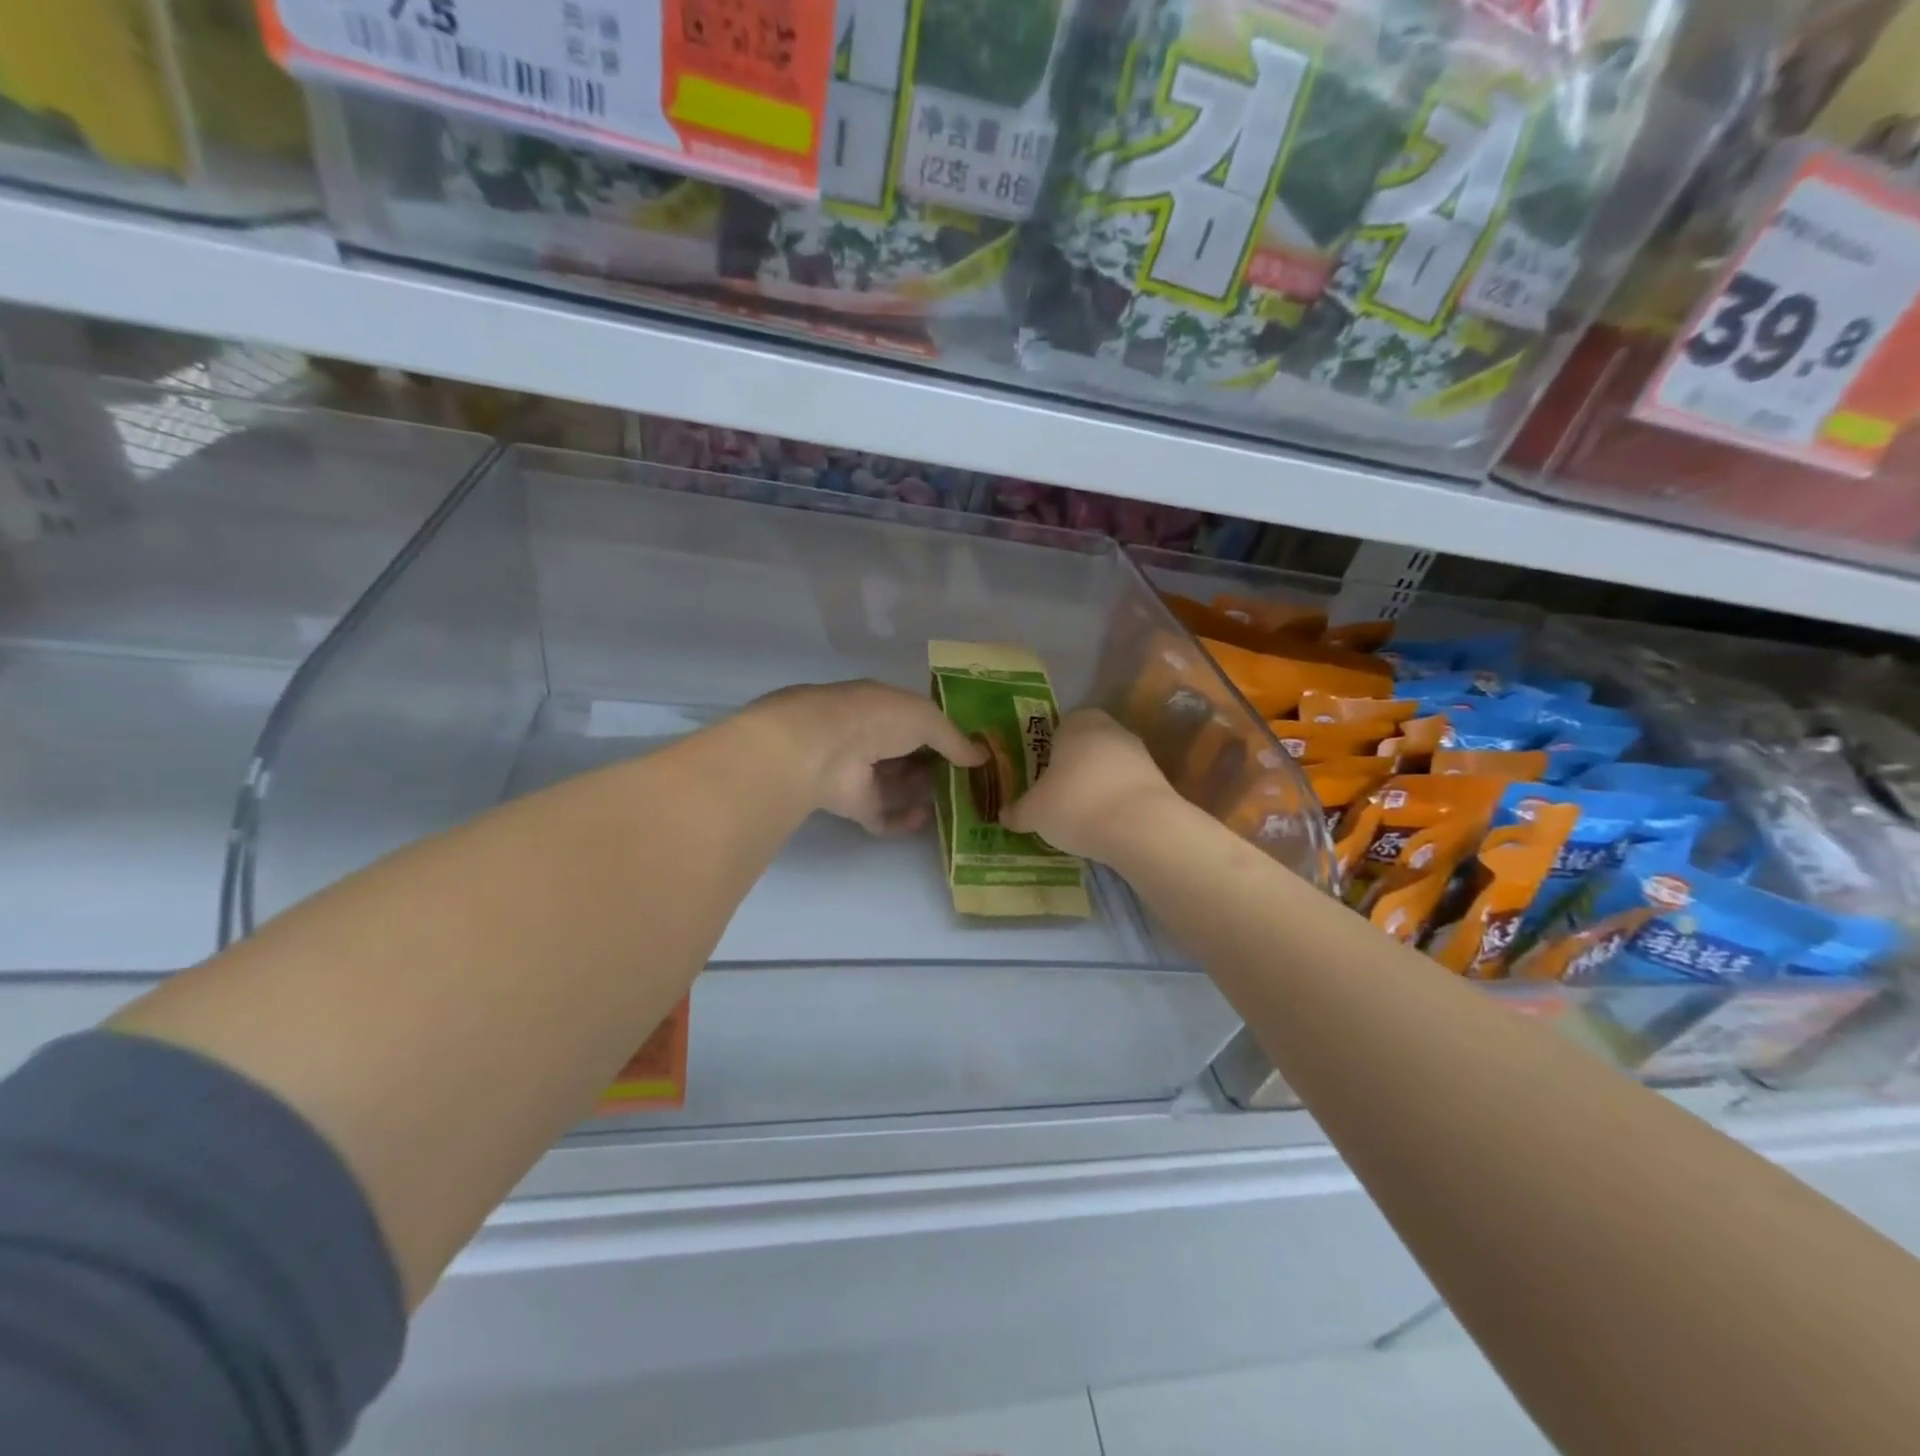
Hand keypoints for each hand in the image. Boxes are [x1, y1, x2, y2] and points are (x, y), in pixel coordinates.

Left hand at [745, 680, 984, 834]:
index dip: (945, 737)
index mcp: (884, 709)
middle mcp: (871, 739)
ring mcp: (861, 774)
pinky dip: (904, 821)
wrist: (822, 748)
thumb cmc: (877, 719)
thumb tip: (981, 757)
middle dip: (937, 769)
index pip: (918, 723)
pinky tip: (925, 818)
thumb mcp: (926, 718)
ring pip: (898, 787)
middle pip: (909, 758)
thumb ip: (954, 739)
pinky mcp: (854, 806)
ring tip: (958, 804)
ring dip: (924, 794)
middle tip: (971, 784)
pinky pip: (884, 816)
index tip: (973, 754)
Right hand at [1001, 709, 1173, 859]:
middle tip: (1054, 796)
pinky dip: (1116, 801)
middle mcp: (1110, 729)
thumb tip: (1005, 815)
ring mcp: (1139, 753)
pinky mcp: (1159, 780)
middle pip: (1084, 746)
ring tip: (1080, 816)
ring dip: (1096, 785)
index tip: (1038, 776)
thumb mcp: (1034, 813)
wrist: (1143, 829)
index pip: (1057, 727)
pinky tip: (1105, 825)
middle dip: (1071, 768)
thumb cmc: (1077, 805)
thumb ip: (1018, 811)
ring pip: (1108, 766)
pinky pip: (1127, 787)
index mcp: (1076, 723)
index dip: (1046, 751)